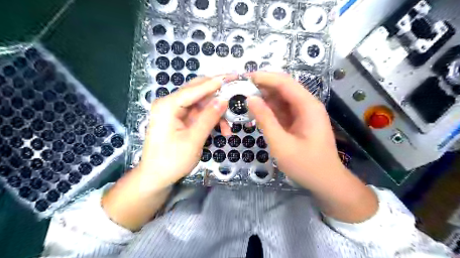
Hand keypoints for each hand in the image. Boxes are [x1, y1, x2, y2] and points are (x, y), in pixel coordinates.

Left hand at [136, 75, 231, 188]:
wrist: (156, 177)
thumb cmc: (171, 160)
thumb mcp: (193, 140)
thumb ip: (209, 118)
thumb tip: (223, 100)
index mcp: (168, 105)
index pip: (195, 88)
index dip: (215, 82)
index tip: (233, 76)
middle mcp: (170, 103)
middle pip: (198, 91)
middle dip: (218, 94)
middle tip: (236, 92)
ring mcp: (175, 111)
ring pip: (201, 103)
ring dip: (217, 112)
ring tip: (229, 126)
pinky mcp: (181, 119)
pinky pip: (200, 114)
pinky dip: (211, 119)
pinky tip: (222, 130)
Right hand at [246, 73, 342, 188]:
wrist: (326, 182)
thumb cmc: (306, 165)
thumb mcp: (281, 143)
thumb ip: (265, 120)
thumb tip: (250, 99)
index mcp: (307, 106)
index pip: (284, 82)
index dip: (264, 77)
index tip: (245, 78)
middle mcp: (307, 105)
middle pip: (283, 87)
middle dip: (262, 86)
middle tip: (241, 90)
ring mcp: (303, 113)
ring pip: (281, 98)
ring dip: (264, 98)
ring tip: (245, 99)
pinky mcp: (299, 121)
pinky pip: (282, 110)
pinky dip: (269, 109)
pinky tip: (256, 112)